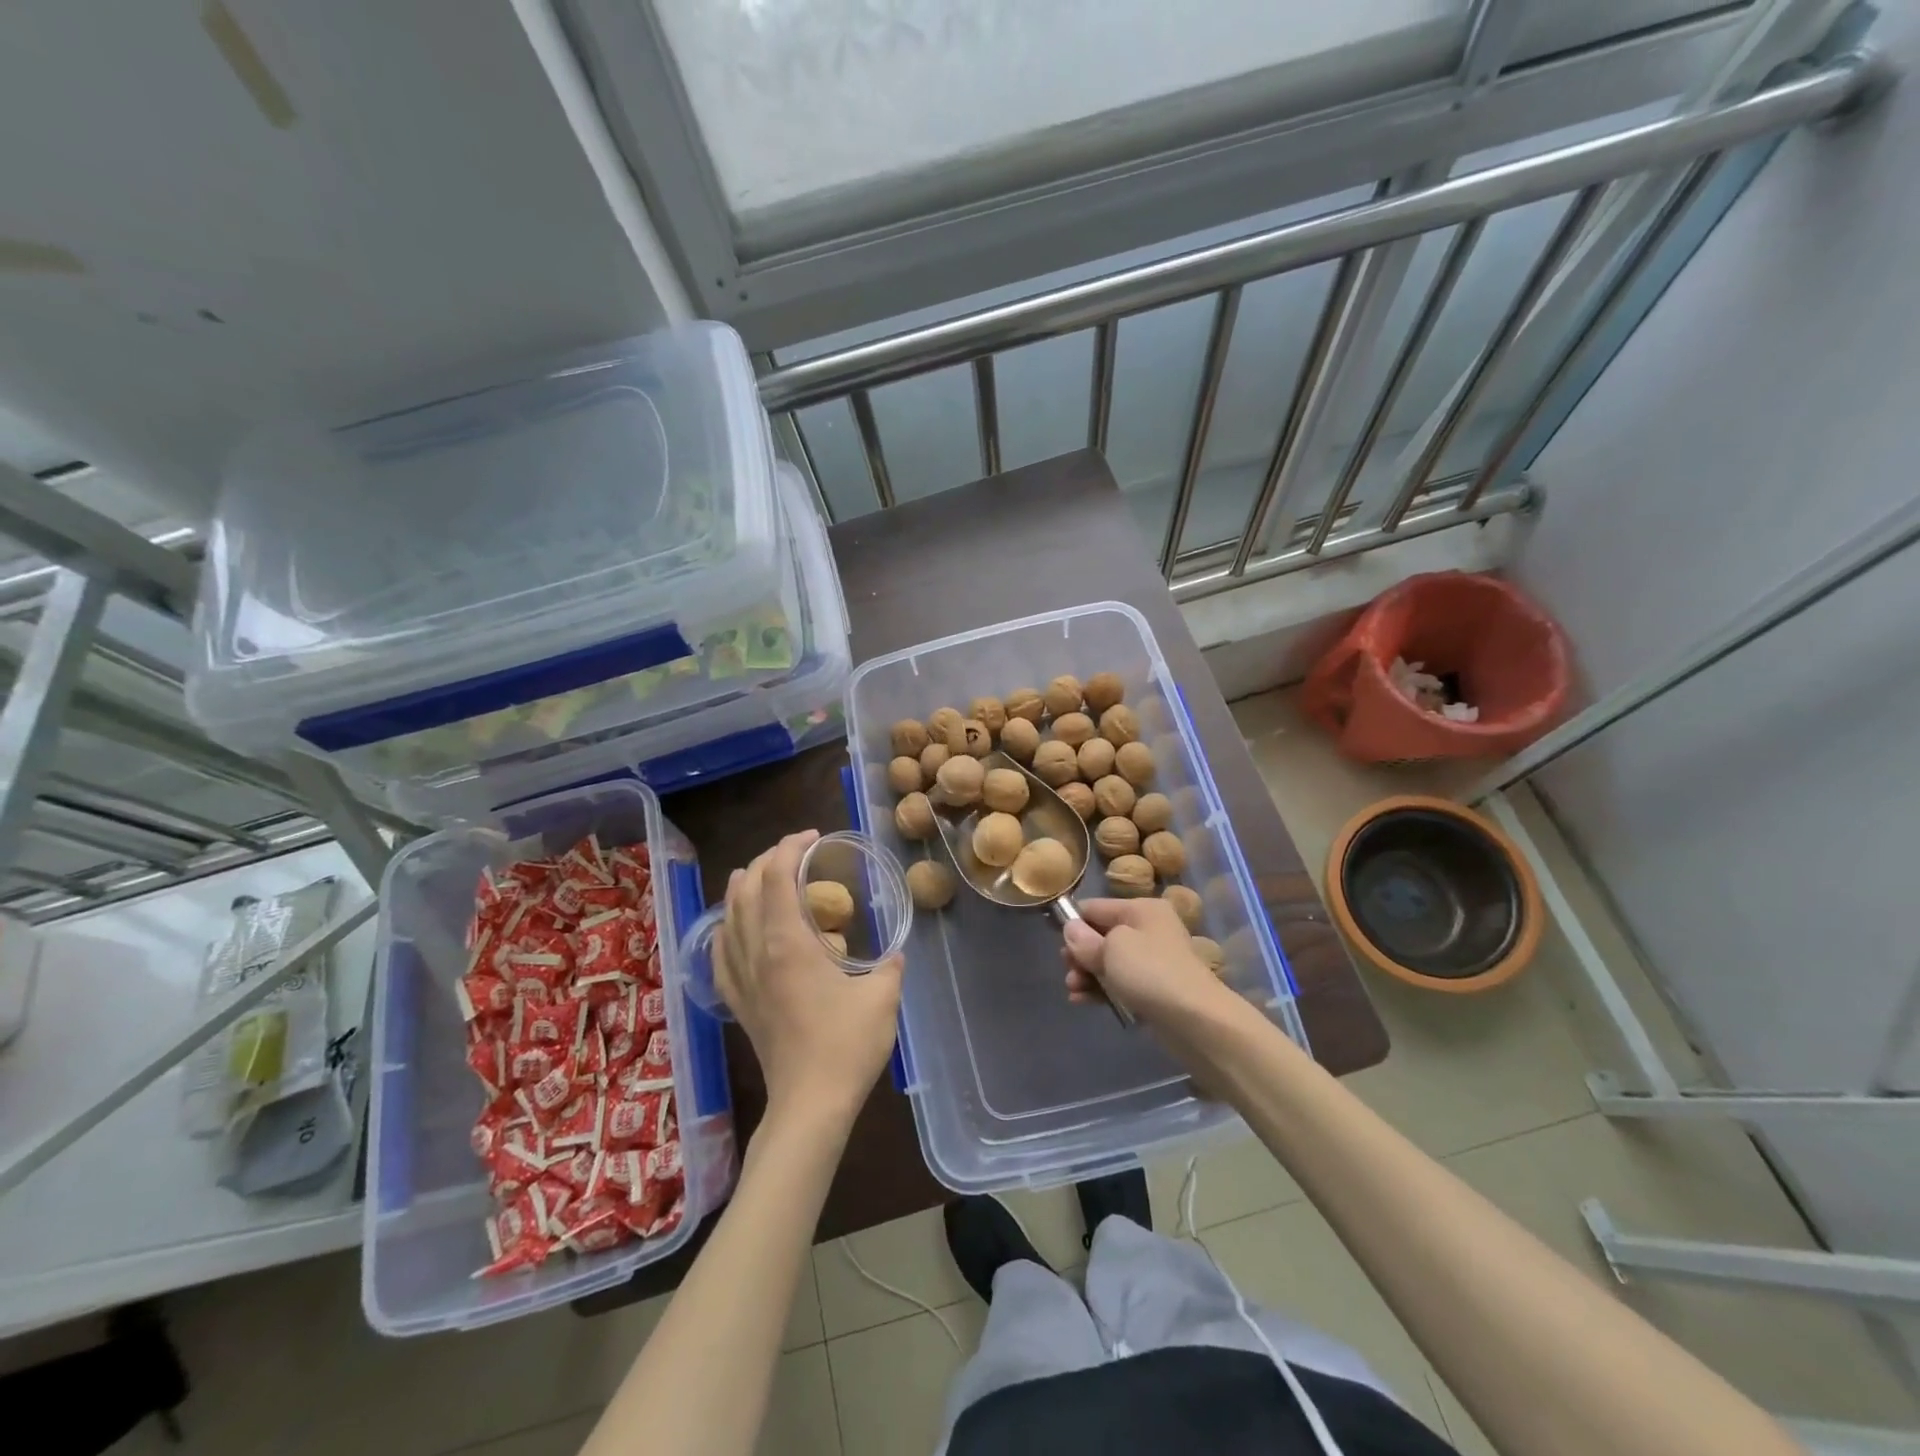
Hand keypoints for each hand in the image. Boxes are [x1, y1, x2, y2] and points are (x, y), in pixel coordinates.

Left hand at [716, 830, 903, 1130]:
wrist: (809, 1103)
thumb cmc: (847, 1046)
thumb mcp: (882, 997)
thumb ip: (890, 965)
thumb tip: (894, 953)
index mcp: (788, 943)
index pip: (776, 877)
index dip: (790, 848)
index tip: (812, 837)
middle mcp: (756, 952)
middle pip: (745, 888)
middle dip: (766, 860)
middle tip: (794, 854)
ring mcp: (741, 978)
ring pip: (727, 916)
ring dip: (743, 887)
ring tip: (763, 875)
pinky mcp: (737, 1000)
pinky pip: (720, 951)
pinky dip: (726, 926)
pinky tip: (735, 927)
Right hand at [1061, 897, 1235, 1028]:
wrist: (1196, 1021)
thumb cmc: (1150, 972)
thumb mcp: (1111, 949)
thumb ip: (1085, 939)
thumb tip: (1071, 929)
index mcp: (1141, 909)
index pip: (1095, 907)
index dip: (1073, 923)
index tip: (1056, 944)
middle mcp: (1149, 929)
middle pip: (1101, 935)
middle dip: (1080, 954)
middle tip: (1068, 972)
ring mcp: (1153, 961)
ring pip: (1109, 961)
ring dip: (1087, 974)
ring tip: (1073, 990)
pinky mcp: (1154, 989)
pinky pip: (1120, 983)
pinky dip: (1101, 989)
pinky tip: (1083, 1000)